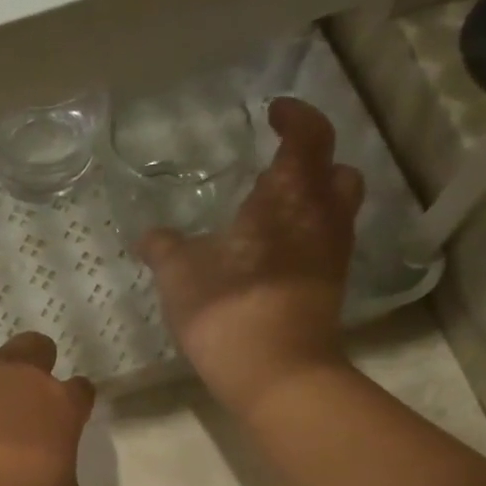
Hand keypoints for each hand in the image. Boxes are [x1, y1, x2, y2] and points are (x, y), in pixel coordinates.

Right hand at [138, 98, 364, 416]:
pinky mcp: (329, 289)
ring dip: (312, 200)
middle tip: (279, 166)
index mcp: (287, 198)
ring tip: (273, 212)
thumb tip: (148, 236)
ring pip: (336, 210)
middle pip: (337, 172)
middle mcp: (321, 218)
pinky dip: (305, 236)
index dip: (295, 117)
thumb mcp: (179, 274)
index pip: (307, 137)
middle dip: (313, 160)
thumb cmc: (227, 309)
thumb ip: (164, 248)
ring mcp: (331, 256)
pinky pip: (325, 245)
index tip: (274, 111)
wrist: (275, 373)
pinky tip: (272, 255)